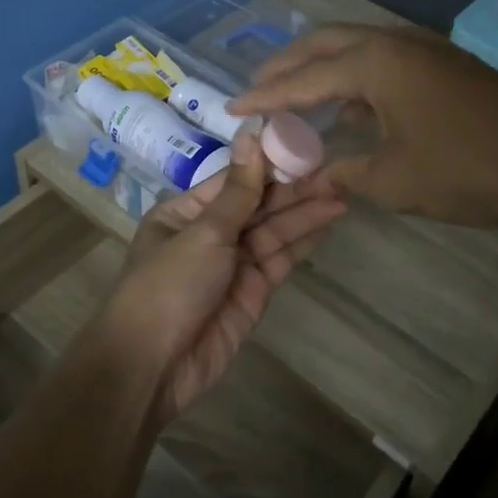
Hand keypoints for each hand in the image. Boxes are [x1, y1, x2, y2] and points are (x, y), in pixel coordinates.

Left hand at [96, 133, 347, 420]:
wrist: (154, 365)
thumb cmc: (168, 286)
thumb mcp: (203, 232)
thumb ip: (239, 190)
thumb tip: (251, 132)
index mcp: (186, 212)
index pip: (235, 180)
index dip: (270, 163)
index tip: (305, 144)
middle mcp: (210, 234)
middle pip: (258, 205)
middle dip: (295, 189)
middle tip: (337, 171)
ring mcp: (233, 264)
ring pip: (274, 231)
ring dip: (306, 213)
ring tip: (344, 191)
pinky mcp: (253, 292)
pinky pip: (281, 259)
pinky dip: (304, 241)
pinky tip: (329, 221)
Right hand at [231, 24, 497, 227]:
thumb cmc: (468, 168)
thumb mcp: (393, 179)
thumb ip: (343, 174)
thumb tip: (309, 179)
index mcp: (375, 63)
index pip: (303, 78)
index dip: (265, 95)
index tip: (233, 108)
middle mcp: (394, 43)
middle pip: (324, 44)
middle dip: (286, 66)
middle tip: (257, 90)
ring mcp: (424, 49)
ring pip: (355, 48)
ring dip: (320, 68)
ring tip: (293, 95)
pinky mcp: (444, 66)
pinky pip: (381, 61)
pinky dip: (353, 78)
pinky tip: (348, 108)